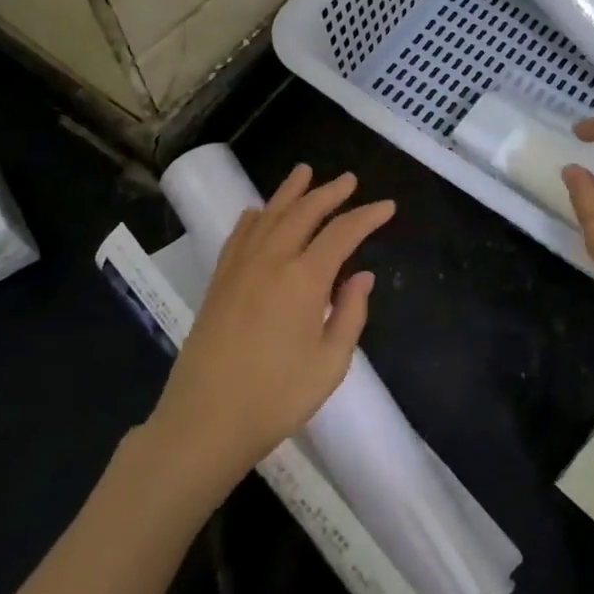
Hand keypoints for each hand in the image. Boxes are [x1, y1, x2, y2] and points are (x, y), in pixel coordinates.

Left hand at [149, 165, 394, 489]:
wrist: (205, 420)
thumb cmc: (277, 397)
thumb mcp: (330, 363)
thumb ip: (350, 313)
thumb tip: (362, 276)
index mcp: (303, 279)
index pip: (342, 233)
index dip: (367, 216)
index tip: (388, 207)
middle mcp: (270, 260)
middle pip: (303, 212)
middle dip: (329, 192)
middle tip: (349, 180)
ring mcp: (239, 268)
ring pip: (268, 215)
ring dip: (290, 192)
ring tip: (305, 172)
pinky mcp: (219, 281)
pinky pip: (240, 234)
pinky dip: (255, 216)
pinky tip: (260, 212)